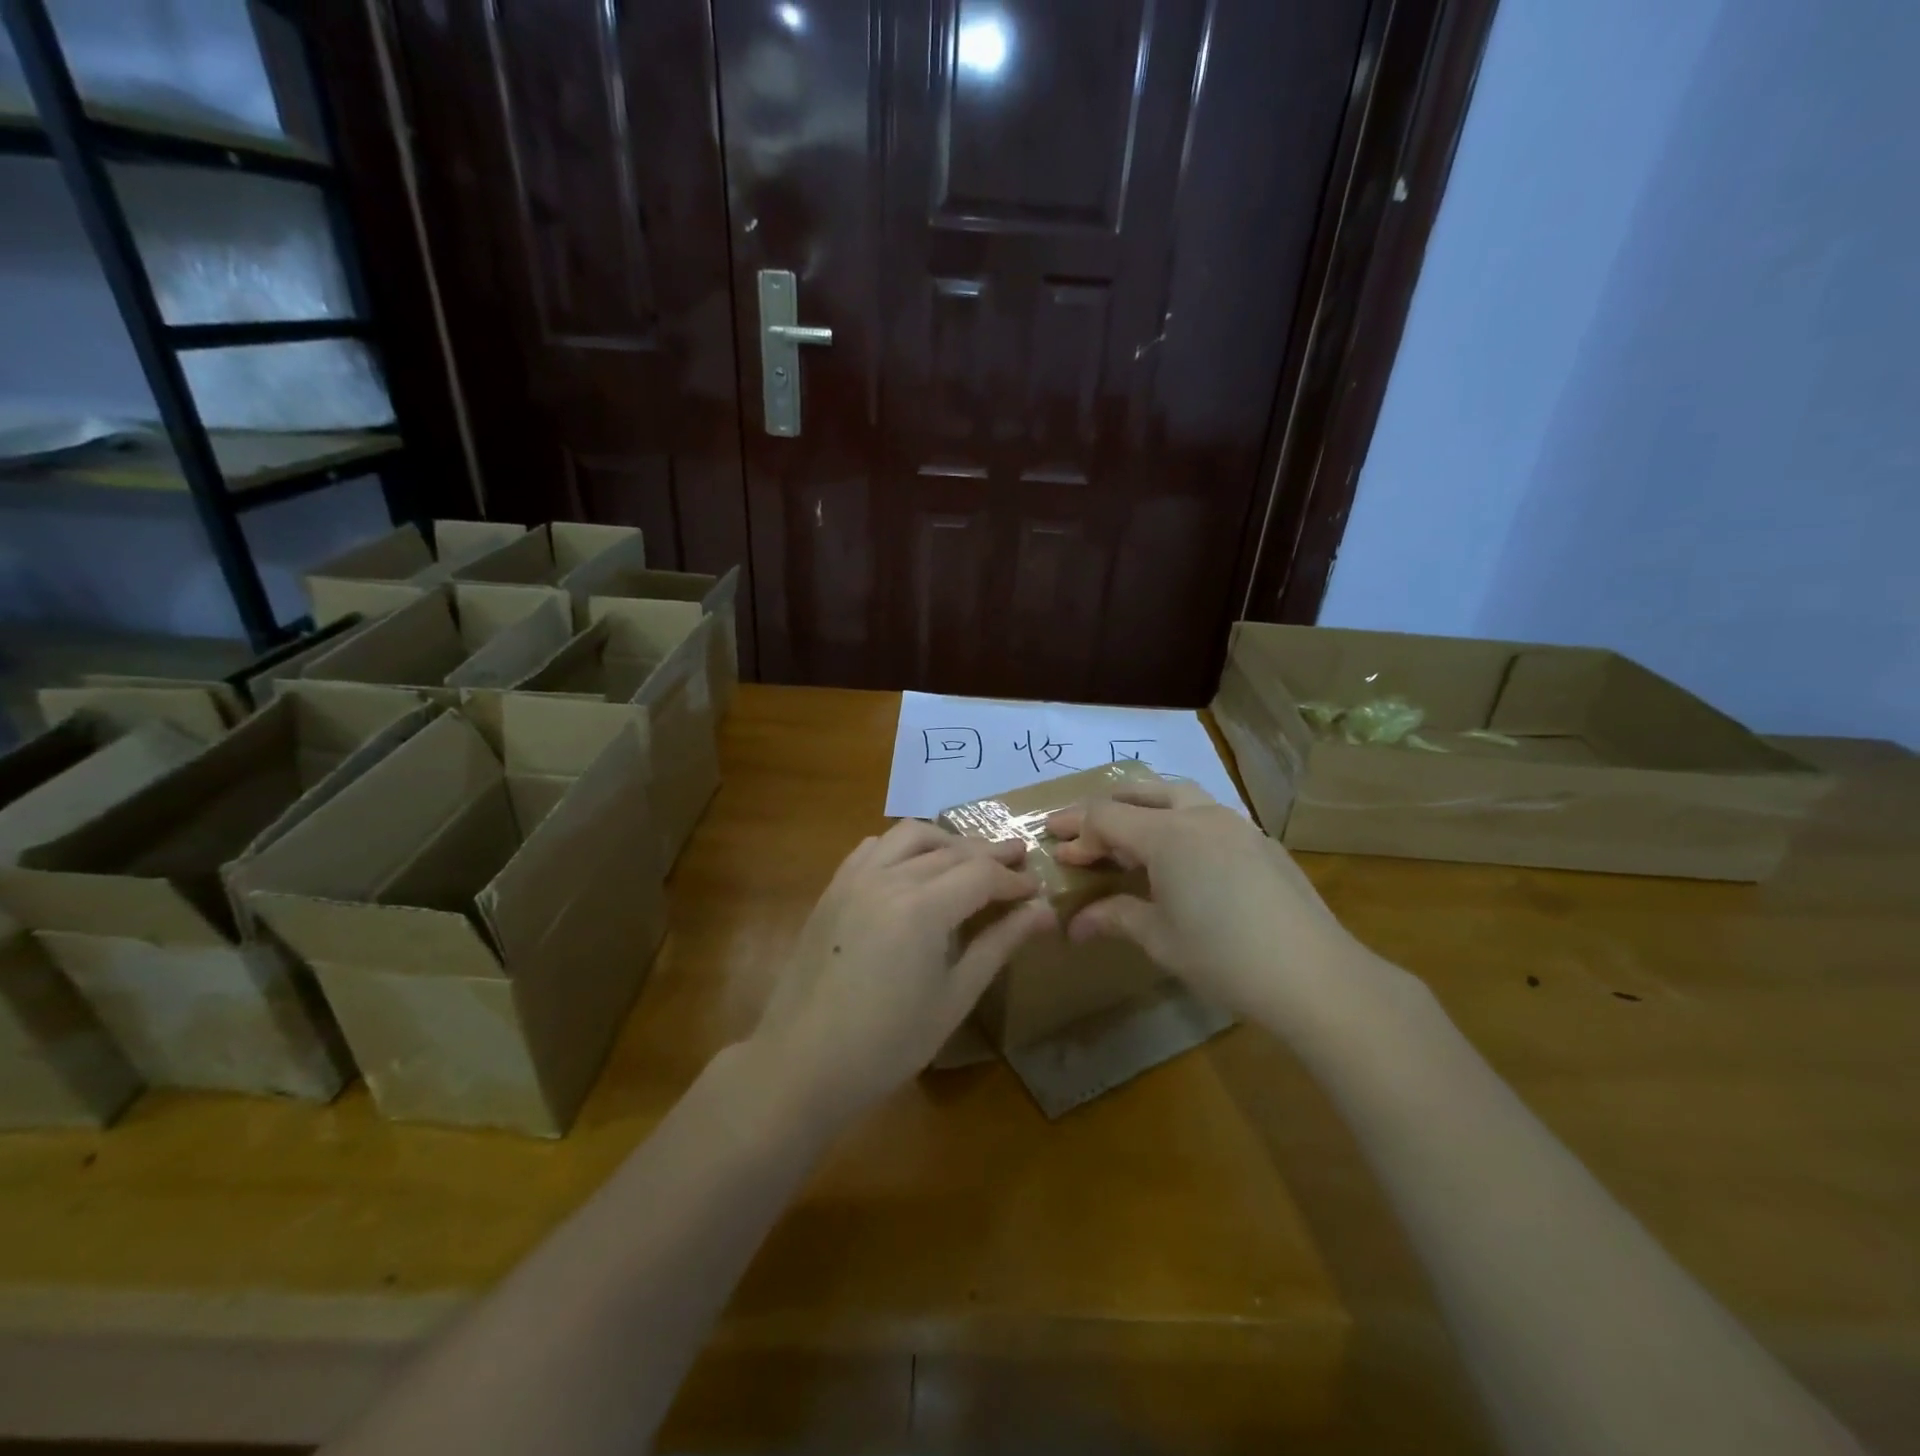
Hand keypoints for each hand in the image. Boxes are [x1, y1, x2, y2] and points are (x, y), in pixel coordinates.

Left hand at [753, 819, 1055, 1123]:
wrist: (802, 1062)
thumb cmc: (888, 1043)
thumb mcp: (954, 997)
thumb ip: (998, 945)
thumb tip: (1043, 912)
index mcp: (922, 908)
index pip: (981, 874)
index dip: (1013, 879)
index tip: (1037, 889)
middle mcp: (888, 878)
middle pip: (951, 851)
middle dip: (989, 854)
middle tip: (1018, 861)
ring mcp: (855, 878)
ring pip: (910, 835)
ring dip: (947, 841)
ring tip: (970, 858)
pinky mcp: (834, 888)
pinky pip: (874, 847)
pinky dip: (903, 846)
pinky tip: (915, 867)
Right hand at [1045, 782, 1377, 1031]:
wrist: (1315, 976)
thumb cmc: (1224, 957)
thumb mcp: (1160, 939)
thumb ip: (1115, 918)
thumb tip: (1075, 925)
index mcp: (1167, 834)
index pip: (1106, 816)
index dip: (1077, 832)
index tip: (1057, 854)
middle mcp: (1200, 816)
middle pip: (1140, 791)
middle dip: (1105, 808)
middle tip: (1082, 832)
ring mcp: (1236, 824)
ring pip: (1179, 795)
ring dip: (1145, 808)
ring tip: (1129, 837)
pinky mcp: (1261, 842)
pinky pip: (1208, 816)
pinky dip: (1179, 823)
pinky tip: (1183, 859)